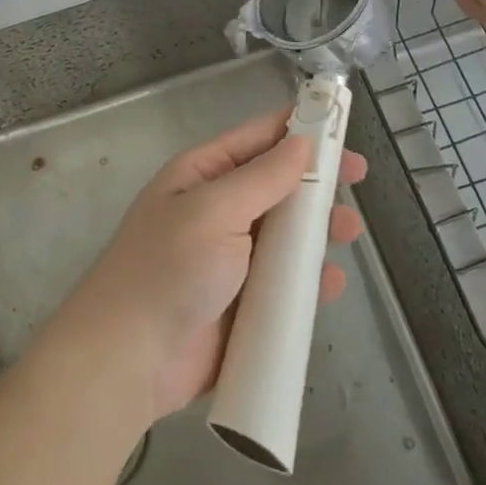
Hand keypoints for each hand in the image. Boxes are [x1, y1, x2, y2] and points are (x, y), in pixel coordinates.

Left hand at [49, 108, 365, 422]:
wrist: (127, 359)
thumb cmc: (169, 268)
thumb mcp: (215, 210)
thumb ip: (262, 178)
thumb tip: (301, 142)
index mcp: (202, 175)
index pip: (256, 138)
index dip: (298, 128)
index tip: (339, 125)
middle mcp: (216, 211)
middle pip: (275, 185)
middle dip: (315, 181)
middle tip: (358, 179)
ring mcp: (229, 260)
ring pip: (284, 236)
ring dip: (316, 232)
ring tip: (348, 232)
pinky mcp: (240, 305)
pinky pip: (282, 285)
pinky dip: (307, 282)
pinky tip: (330, 284)